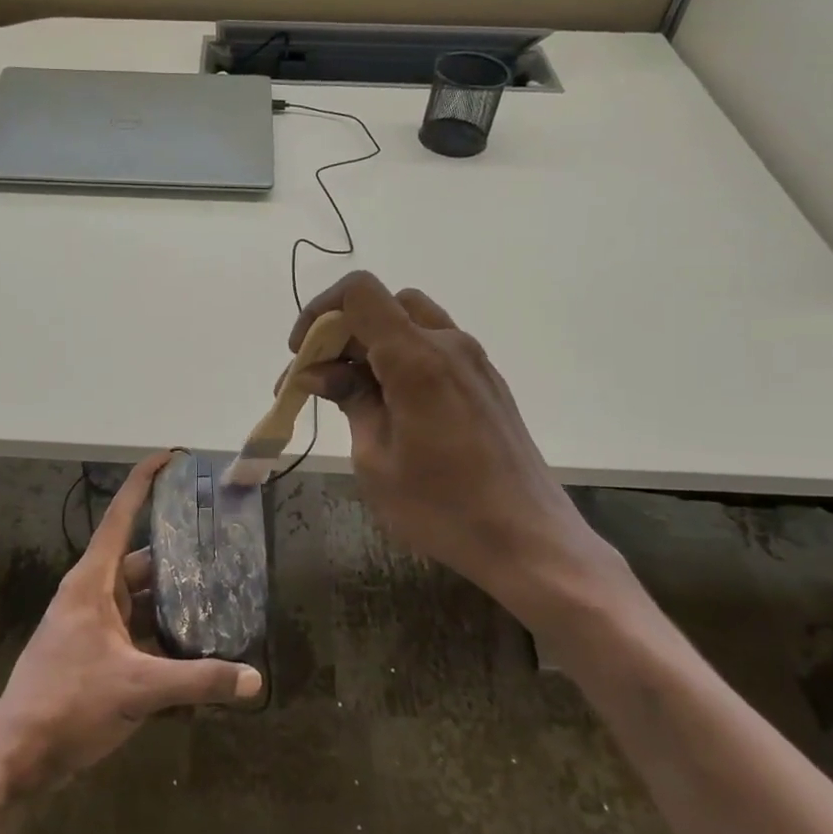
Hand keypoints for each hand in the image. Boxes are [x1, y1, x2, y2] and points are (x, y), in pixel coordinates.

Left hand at [0, 453, 262, 804]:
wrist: (15, 759)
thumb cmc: (67, 704)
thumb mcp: (137, 689)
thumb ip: (197, 681)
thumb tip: (254, 680)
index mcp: (92, 582)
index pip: (121, 516)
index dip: (144, 482)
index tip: (171, 457)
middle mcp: (92, 595)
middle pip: (141, 561)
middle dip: (178, 554)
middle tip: (222, 546)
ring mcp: (91, 626)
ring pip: (140, 600)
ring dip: (172, 600)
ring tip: (219, 596)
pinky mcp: (94, 655)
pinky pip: (135, 631)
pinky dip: (162, 635)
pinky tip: (194, 648)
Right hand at [289, 272, 635, 626]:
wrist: (529, 541)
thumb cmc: (442, 507)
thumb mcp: (376, 459)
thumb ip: (350, 401)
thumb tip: (320, 373)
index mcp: (417, 359)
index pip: (360, 292)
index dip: (321, 311)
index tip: (303, 354)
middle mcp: (449, 345)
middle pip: (385, 304)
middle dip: (343, 331)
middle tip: (320, 378)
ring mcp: (474, 362)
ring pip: (412, 322)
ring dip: (374, 343)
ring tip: (354, 392)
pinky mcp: (486, 383)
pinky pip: (435, 347)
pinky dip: (402, 357)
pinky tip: (392, 405)